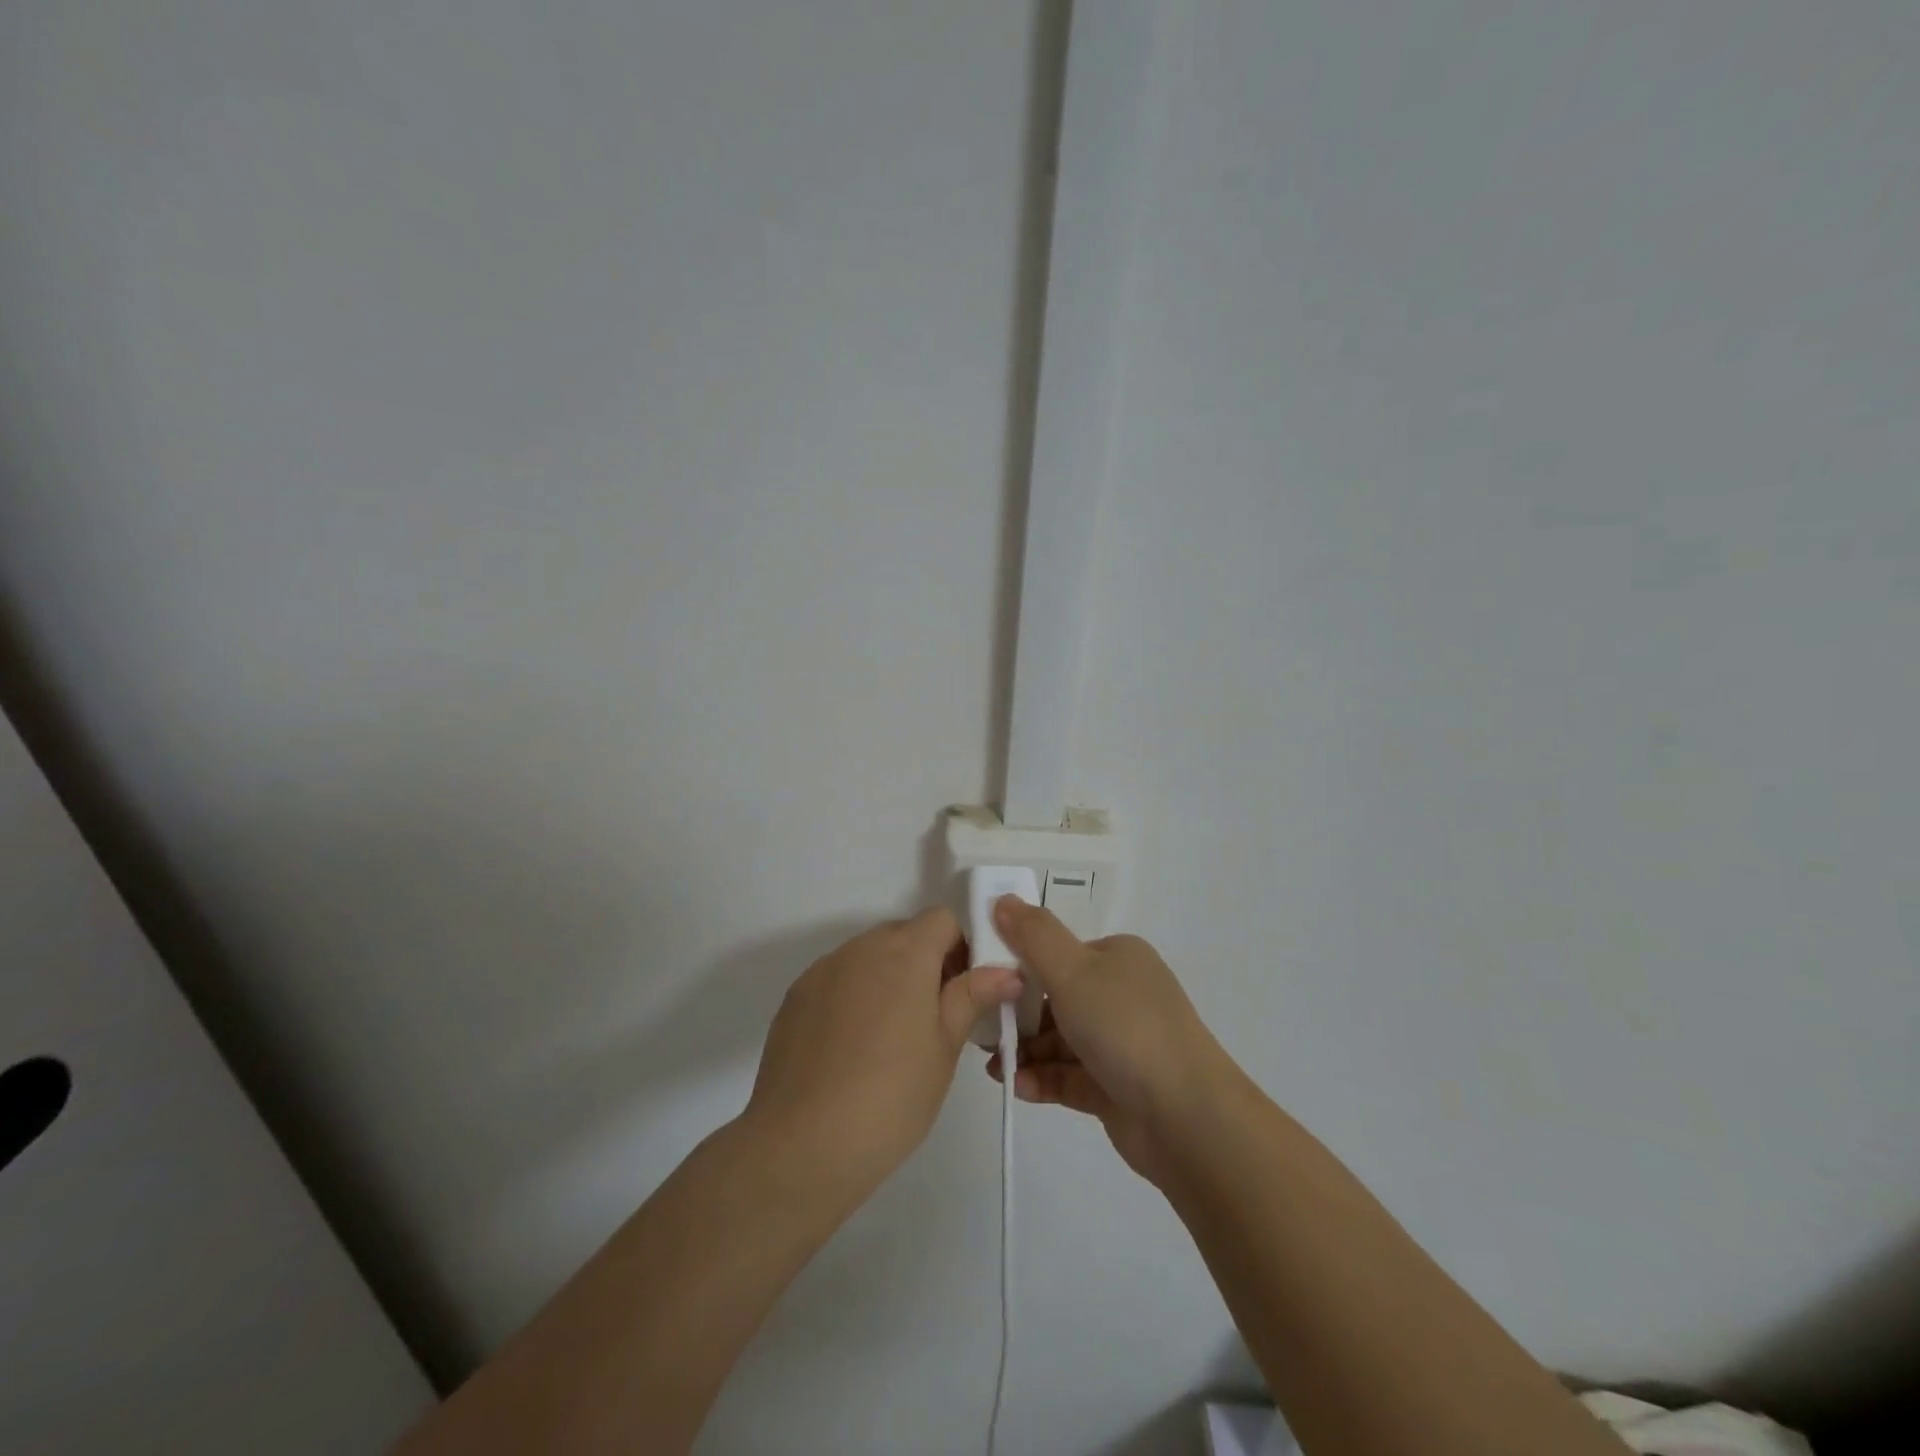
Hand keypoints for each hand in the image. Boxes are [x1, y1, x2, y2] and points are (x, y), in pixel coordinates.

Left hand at [745, 908, 1022, 1198]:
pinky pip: (836, 980)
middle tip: (933, 1020)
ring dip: (887, 979)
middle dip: (925, 963)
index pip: (942, 920)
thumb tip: (1006, 971)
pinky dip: (853, 998)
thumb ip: (972, 996)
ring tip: (889, 1041)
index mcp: (904, 953)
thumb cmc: (892, 1095)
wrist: (802, 1145)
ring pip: (868, 957)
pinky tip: (851, 1050)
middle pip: (903, 934)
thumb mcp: (945, 1048)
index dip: (961, 947)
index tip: (963, 991)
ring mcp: (823, 970)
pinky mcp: (795, 997)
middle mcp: (860, 948)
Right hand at [985, 898, 1233, 1185]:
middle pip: (1056, 997)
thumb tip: (1002, 898)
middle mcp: (1122, 994)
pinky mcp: (1118, 1086)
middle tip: (983, 1032)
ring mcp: (1122, 1042)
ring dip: (1026, 1050)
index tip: (984, 982)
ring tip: (994, 1066)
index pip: (1060, 953)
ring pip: (1060, 1039)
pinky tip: (1018, 1087)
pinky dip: (1043, 1078)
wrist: (1186, 1116)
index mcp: (1117, 957)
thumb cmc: (1124, 1027)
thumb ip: (1032, 936)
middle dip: (1017, 1015)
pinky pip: (1070, 1076)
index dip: (1020, 964)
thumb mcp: (1072, 970)